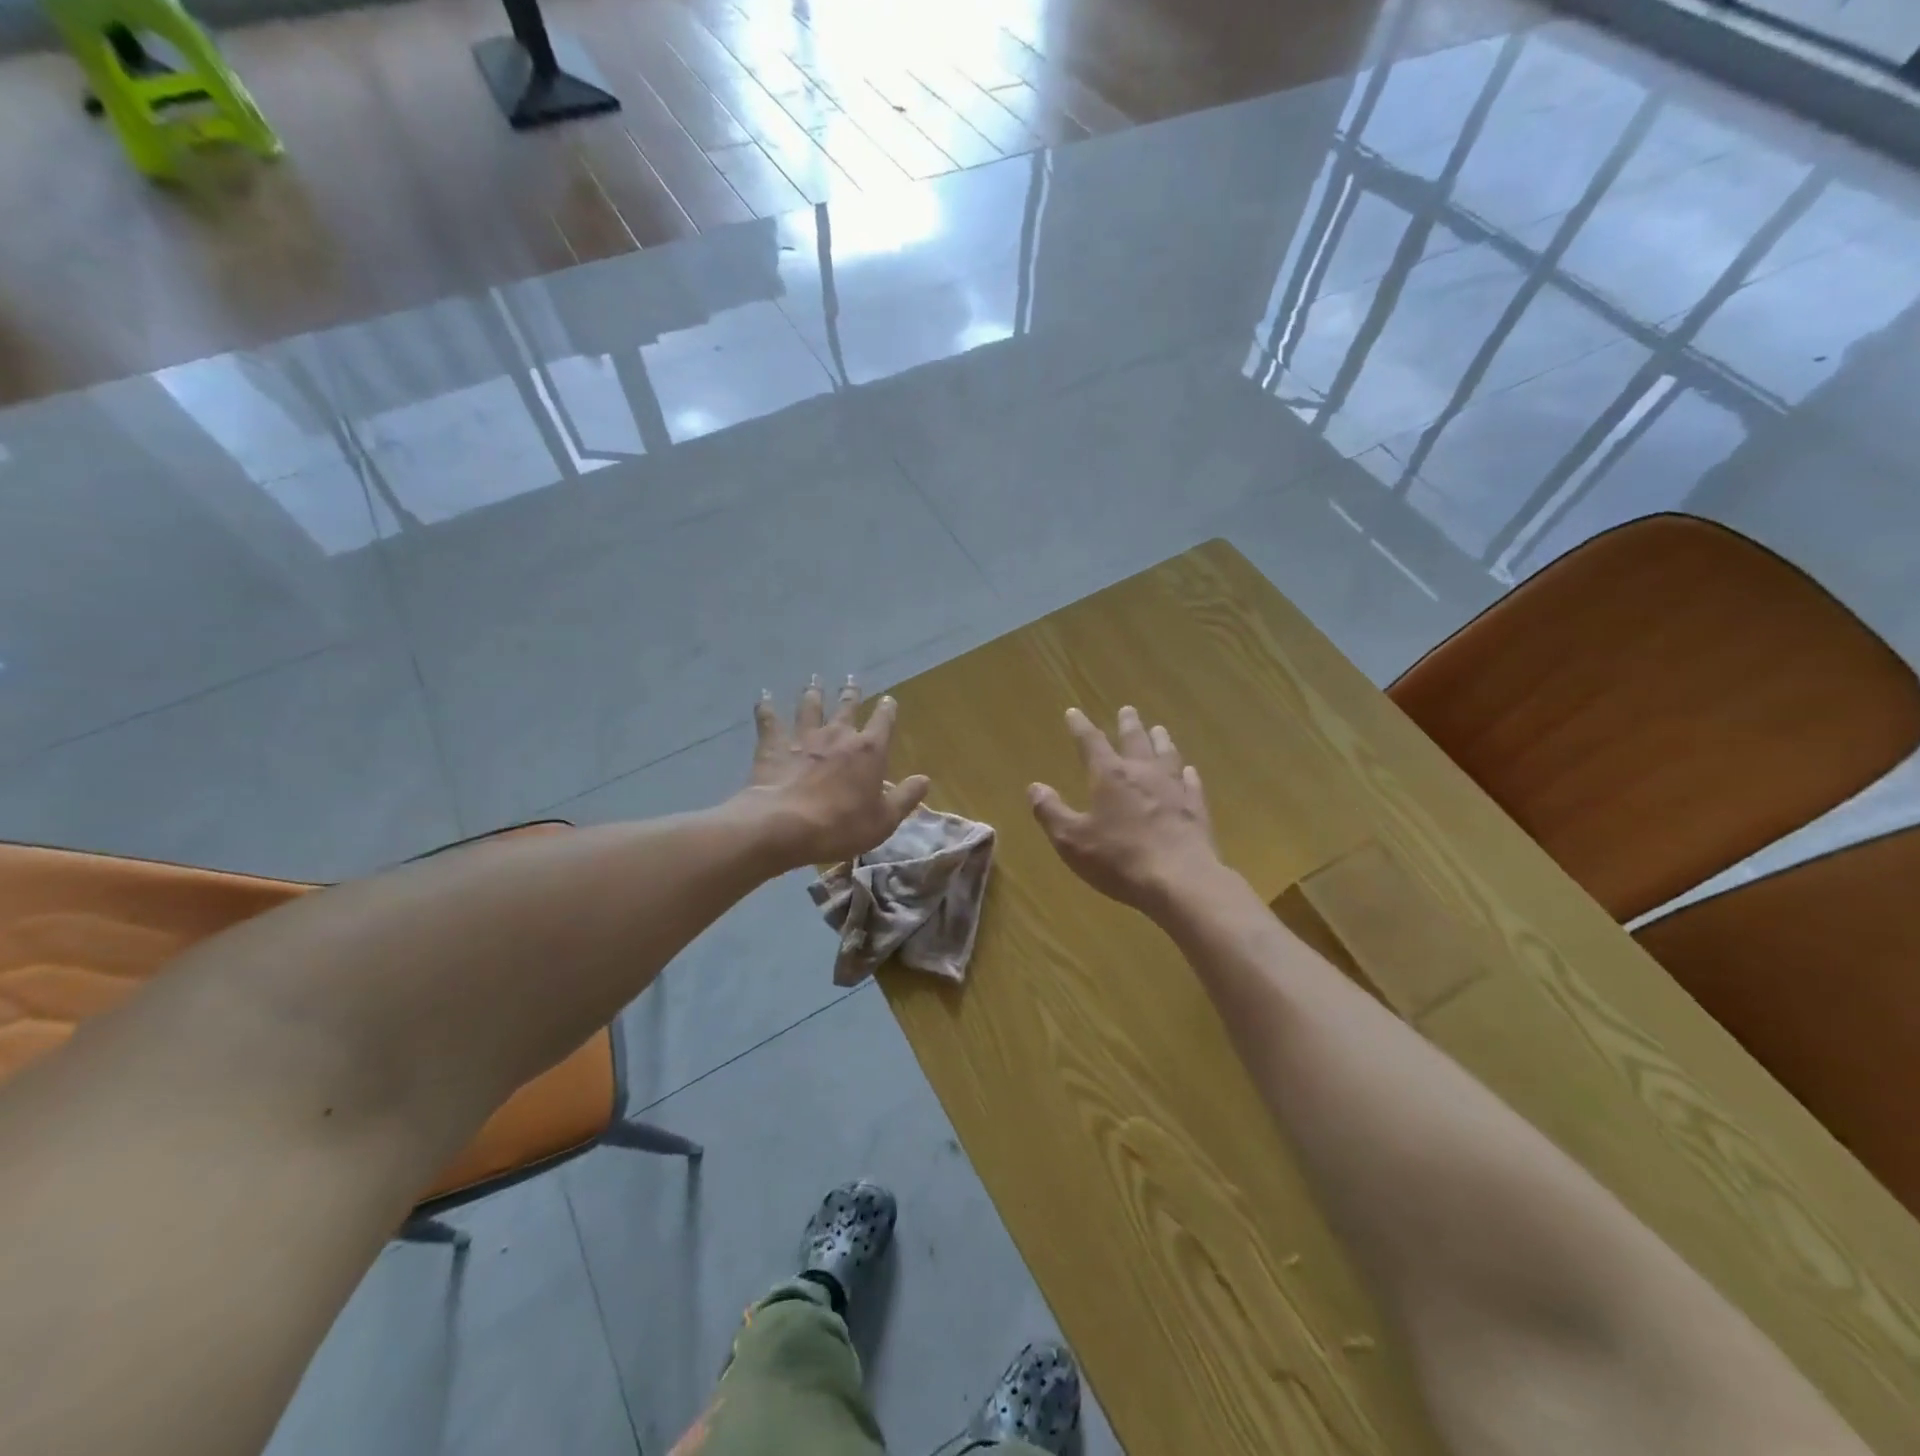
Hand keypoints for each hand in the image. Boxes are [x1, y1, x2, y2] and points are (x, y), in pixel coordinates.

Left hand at [739, 676, 931, 867]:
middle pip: (847, 707)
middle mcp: (838, 735)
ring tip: (814, 681)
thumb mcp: (884, 820)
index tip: (889, 700)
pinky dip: (766, 707)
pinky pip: (769, 720)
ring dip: (813, 693)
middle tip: (851, 681)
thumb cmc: (841, 825)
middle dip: (851, 693)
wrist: (785, 825)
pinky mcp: (774, 745)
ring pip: (810, 706)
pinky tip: (763, 696)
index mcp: (869, 750)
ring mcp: (804, 737)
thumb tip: (925, 779)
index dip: (888, 709)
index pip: (883, 721)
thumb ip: (905, 798)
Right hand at [1029, 706, 1223, 916]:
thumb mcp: (1072, 840)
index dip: (1081, 727)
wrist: (1180, 881)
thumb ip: (1051, 812)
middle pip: (1135, 740)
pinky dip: (1188, 774)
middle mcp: (1143, 774)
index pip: (1092, 743)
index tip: (1074, 712)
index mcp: (1110, 777)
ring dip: (1161, 741)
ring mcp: (1174, 789)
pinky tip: (1189, 771)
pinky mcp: (1196, 809)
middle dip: (1128, 724)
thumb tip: (1035, 787)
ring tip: (1159, 730)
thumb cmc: (1119, 859)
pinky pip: (1192, 783)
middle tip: (1128, 710)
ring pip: (1167, 755)